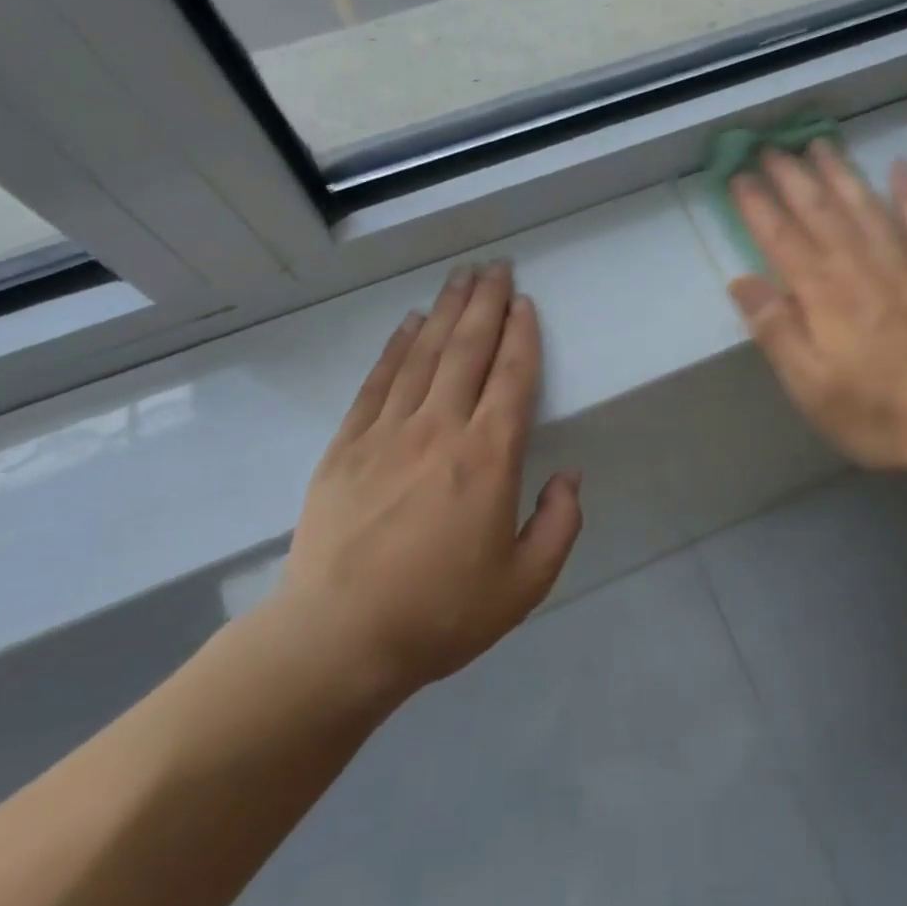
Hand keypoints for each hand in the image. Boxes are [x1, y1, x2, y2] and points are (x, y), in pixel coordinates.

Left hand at [274, 263, 582, 702]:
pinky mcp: (347, 446)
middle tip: (496, 265)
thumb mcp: (525, 584)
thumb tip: (568, 476)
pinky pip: (377, 382)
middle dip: (485, 302)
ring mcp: (387, 433)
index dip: (522, 334)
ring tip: (460, 277)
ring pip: (423, 355)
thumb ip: (559, 524)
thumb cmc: (441, 613)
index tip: (525, 301)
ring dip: (445, 311)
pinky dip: (396, 347)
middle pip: (467, 349)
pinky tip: (408, 324)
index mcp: (488, 458)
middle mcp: (440, 430)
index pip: (512, 377)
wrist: (338, 640)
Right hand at [729, 144, 906, 471]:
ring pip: (866, 208)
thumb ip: (776, 330)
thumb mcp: (810, 386)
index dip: (757, 206)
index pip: (782, 240)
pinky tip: (901, 167)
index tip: (737, 176)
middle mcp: (861, 268)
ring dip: (841, 173)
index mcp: (824, 295)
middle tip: (771, 147)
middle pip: (821, 213)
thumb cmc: (877, 412)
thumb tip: (740, 280)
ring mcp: (905, 267)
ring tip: (821, 143)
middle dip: (793, 178)